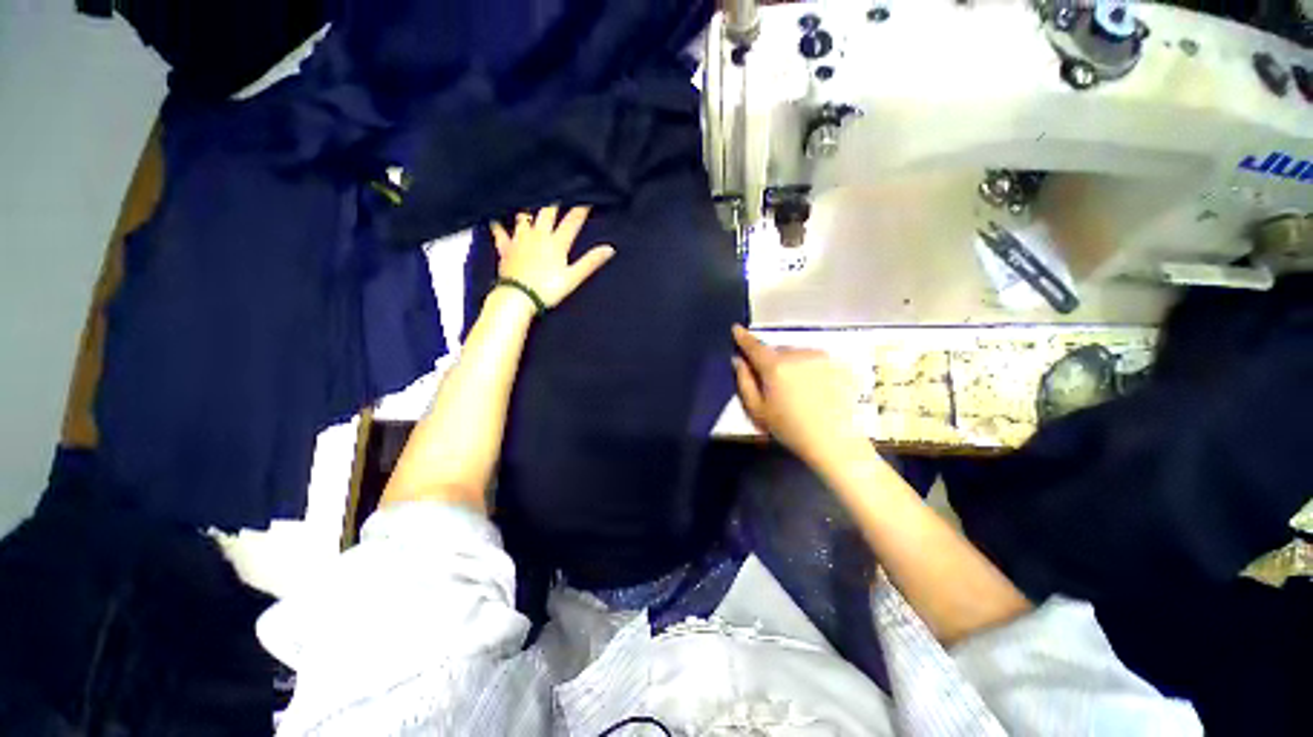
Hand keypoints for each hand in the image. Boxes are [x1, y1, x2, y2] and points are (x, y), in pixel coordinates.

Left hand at [491, 205, 615, 308]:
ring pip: (524, 216)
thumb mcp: (573, 277)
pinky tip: (494, 216)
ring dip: (528, 207)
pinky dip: (497, 224)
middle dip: (554, 200)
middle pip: (547, 212)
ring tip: (529, 194)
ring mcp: (520, 240)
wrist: (518, 297)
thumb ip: (591, 262)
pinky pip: (499, 232)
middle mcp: (538, 235)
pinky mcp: (506, 248)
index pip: (572, 221)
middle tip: (557, 187)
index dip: (581, 209)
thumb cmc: (548, 289)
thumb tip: (610, 249)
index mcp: (556, 243)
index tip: (588, 197)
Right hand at [731, 325, 867, 466]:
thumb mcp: (757, 410)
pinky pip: (815, 360)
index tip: (736, 329)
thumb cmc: (790, 429)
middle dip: (771, 361)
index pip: (754, 346)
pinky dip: (810, 368)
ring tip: (797, 389)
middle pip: (777, 351)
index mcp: (775, 366)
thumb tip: (739, 360)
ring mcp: (821, 357)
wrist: (836, 441)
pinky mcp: (838, 363)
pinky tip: (815, 389)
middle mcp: (798, 354)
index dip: (743, 337)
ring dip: (791, 364)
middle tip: (773, 384)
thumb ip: (744, 381)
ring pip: (797, 354)